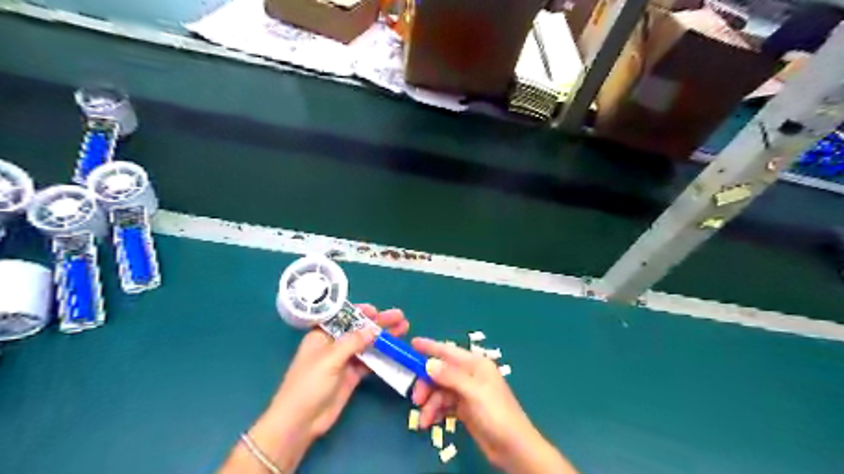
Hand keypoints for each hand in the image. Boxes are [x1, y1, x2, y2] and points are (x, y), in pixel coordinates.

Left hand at [266, 303, 405, 440]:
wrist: (300, 421)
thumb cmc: (308, 384)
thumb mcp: (329, 358)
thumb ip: (352, 342)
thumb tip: (373, 329)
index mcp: (322, 335)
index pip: (343, 317)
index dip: (360, 312)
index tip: (377, 310)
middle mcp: (335, 344)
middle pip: (359, 329)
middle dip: (379, 322)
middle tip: (399, 317)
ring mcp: (344, 360)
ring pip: (367, 344)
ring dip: (384, 337)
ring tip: (404, 328)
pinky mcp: (352, 375)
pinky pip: (370, 361)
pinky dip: (383, 355)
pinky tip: (396, 350)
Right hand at [411, 338, 580, 473]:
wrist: (512, 447)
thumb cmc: (496, 414)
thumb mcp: (473, 392)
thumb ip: (450, 376)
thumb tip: (429, 363)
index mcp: (475, 365)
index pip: (449, 351)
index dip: (430, 347)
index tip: (412, 344)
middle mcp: (470, 375)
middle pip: (440, 373)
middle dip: (426, 385)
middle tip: (416, 400)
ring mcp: (467, 392)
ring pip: (440, 391)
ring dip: (430, 403)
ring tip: (424, 421)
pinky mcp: (464, 409)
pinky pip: (444, 404)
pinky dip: (436, 411)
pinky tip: (431, 422)